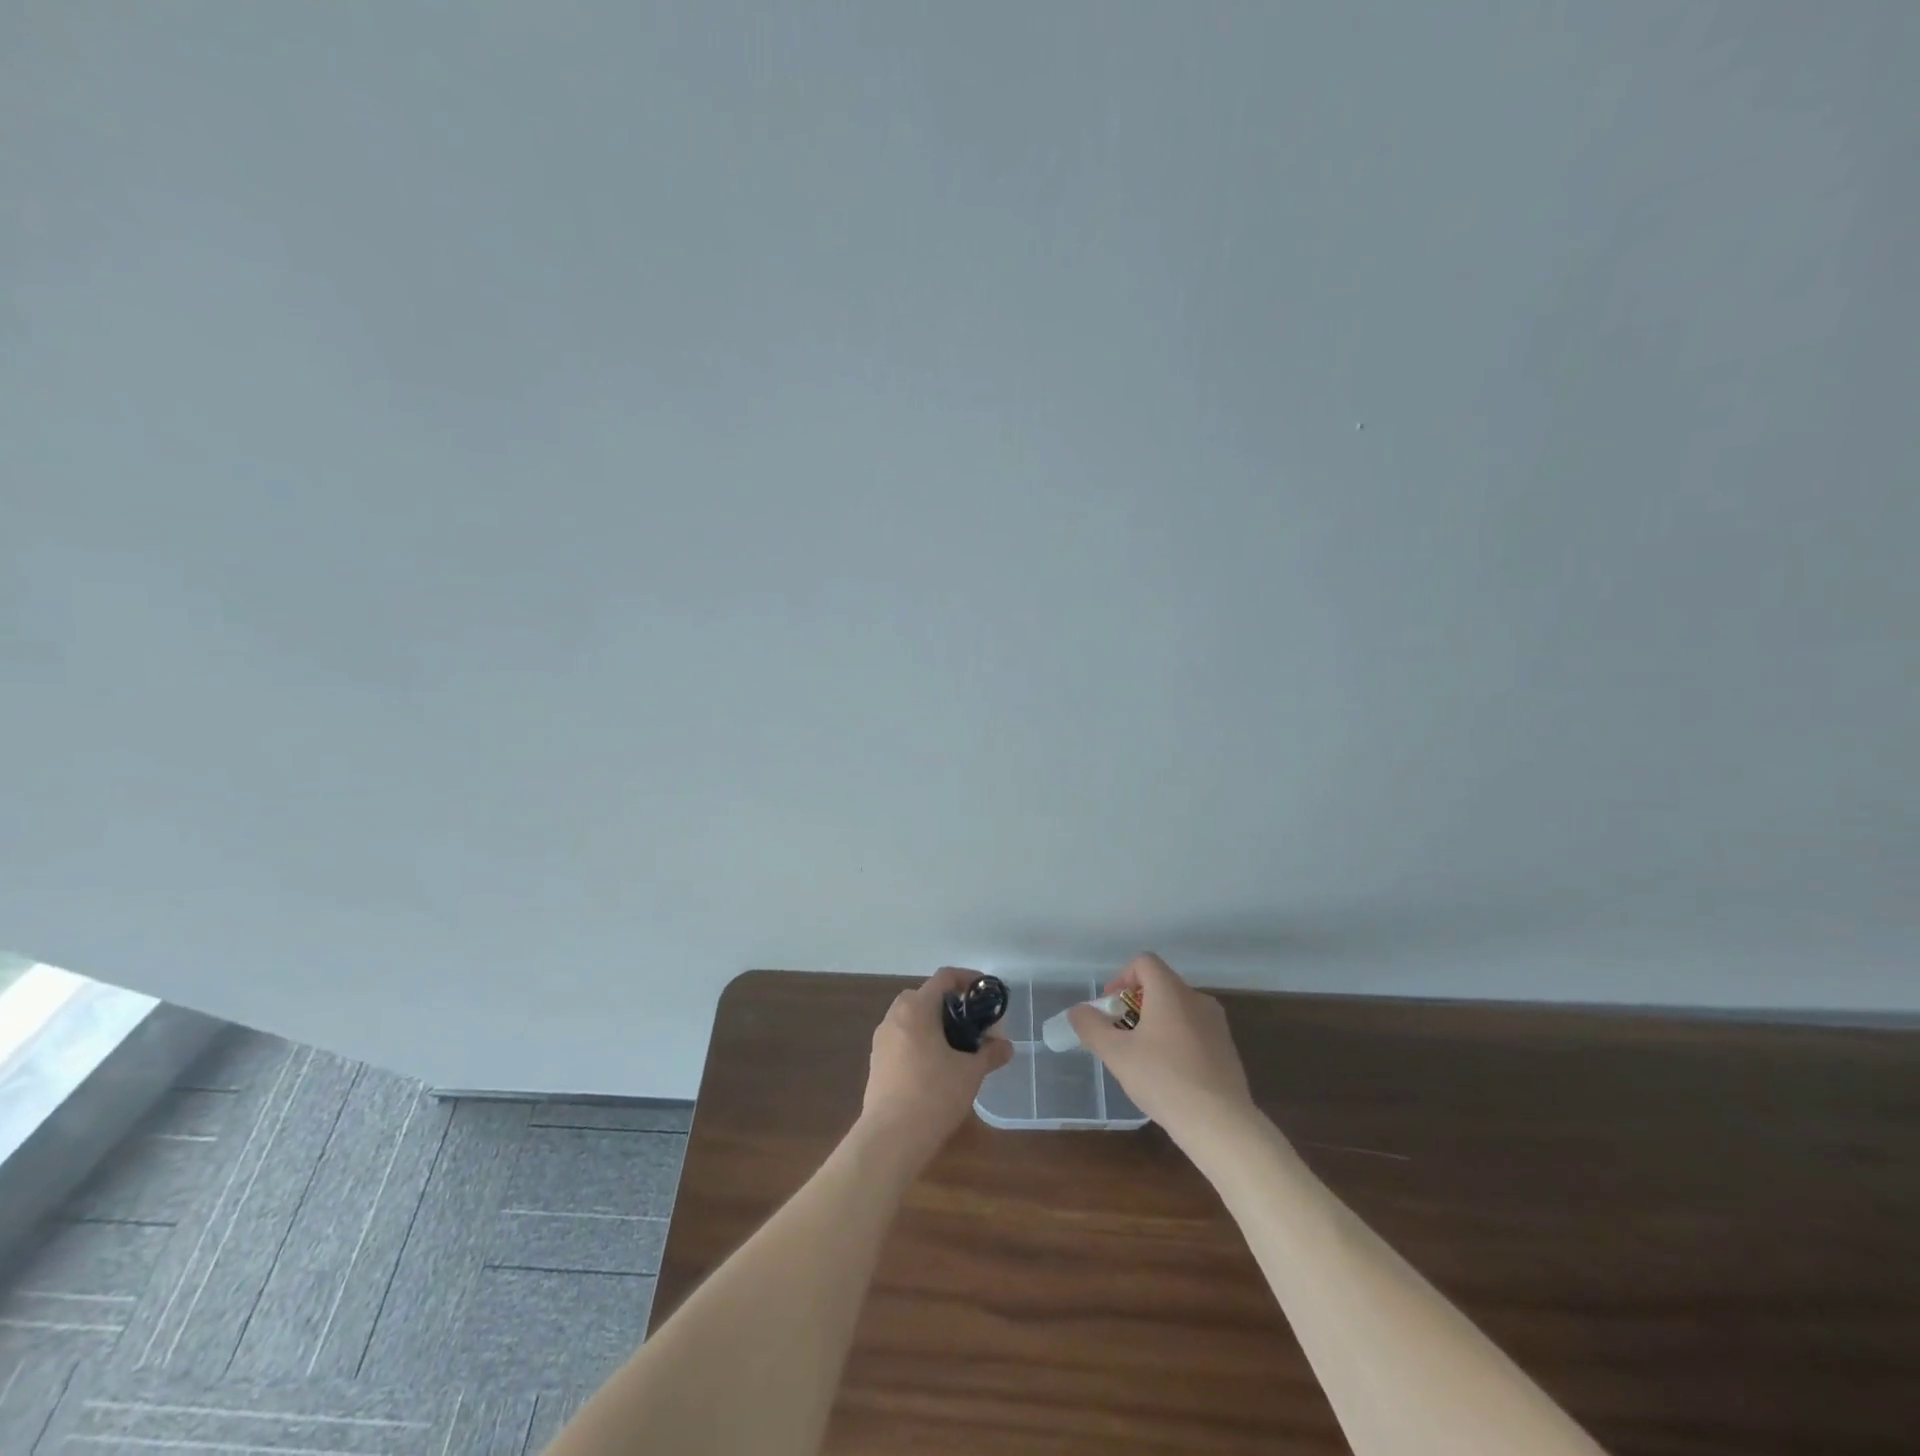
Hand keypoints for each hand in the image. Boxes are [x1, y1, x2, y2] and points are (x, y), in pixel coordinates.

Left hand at [859, 967, 1012, 1164]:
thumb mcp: (970, 1072)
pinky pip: (901, 1039)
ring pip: (911, 1018)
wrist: (890, 1139)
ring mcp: (881, 1039)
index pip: (944, 977)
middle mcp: (894, 1016)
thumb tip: (1006, 1046)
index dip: (968, 978)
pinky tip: (936, 1067)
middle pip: (925, 996)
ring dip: (934, 1024)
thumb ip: (990, 1053)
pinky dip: (920, 1041)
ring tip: (957, 1046)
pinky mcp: (876, 1062)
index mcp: (916, 1008)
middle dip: (950, 1004)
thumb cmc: (933, 1094)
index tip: (985, 992)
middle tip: (972, 1023)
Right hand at [1069, 953, 1255, 1147]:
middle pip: (1160, 985)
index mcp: (1171, 991)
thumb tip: (1078, 1011)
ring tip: (1143, 1057)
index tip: (1110, 1008)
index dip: (1121, 978)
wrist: (1220, 1124)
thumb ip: (1092, 1027)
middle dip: (1135, 1004)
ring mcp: (1217, 1024)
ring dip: (1155, 1023)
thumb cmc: (1163, 1079)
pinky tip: (1169, 1074)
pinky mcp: (1227, 1048)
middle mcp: (1197, 998)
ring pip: (1178, 1009)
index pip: (1144, 962)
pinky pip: (1194, 1030)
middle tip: (1121, 1035)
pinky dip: (1176, 1039)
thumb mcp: (1116, 1054)